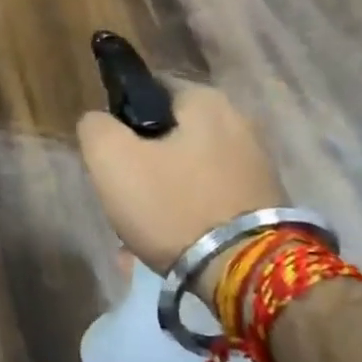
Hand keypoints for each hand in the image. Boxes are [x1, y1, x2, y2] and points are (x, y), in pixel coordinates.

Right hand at [76, 83, 285, 274]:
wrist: (246, 273)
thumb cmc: (173, 205)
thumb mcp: (112, 160)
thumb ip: (96, 128)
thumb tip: (99, 122)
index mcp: (206, 101)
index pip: (151, 88)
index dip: (122, 117)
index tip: (111, 152)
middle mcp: (239, 122)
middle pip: (170, 134)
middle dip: (144, 161)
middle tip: (123, 194)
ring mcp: (257, 164)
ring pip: (188, 170)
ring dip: (163, 192)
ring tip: (142, 228)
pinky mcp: (265, 202)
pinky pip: (210, 198)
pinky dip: (189, 213)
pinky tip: (171, 240)